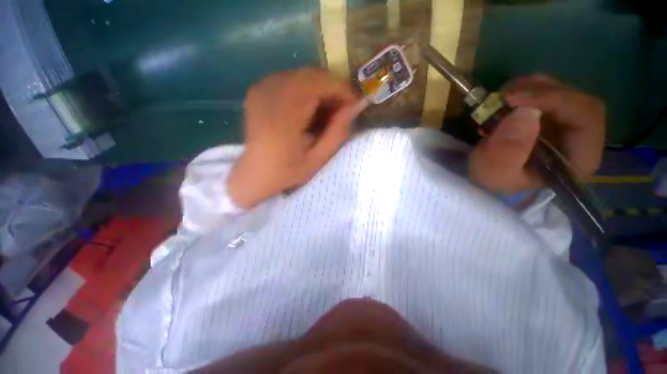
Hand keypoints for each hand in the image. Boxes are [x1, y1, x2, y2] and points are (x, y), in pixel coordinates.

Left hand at [227, 68, 364, 207]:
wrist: (253, 173)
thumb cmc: (287, 171)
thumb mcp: (318, 158)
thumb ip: (338, 132)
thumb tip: (355, 107)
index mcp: (286, 111)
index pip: (322, 82)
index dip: (343, 91)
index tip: (354, 106)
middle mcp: (271, 91)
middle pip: (313, 75)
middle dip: (333, 91)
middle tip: (341, 112)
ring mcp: (262, 87)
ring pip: (302, 75)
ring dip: (320, 91)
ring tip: (325, 114)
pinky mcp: (258, 89)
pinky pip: (290, 80)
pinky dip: (305, 91)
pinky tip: (307, 111)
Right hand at [469, 74, 605, 193]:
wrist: (490, 176)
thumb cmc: (496, 179)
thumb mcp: (496, 173)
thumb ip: (508, 151)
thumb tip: (525, 112)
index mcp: (580, 157)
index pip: (587, 117)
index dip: (555, 101)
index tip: (514, 100)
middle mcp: (583, 136)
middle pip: (576, 99)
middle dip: (539, 92)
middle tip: (504, 98)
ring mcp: (568, 122)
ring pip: (562, 90)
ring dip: (529, 88)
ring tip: (500, 101)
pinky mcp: (553, 114)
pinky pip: (547, 90)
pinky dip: (525, 89)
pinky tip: (505, 101)